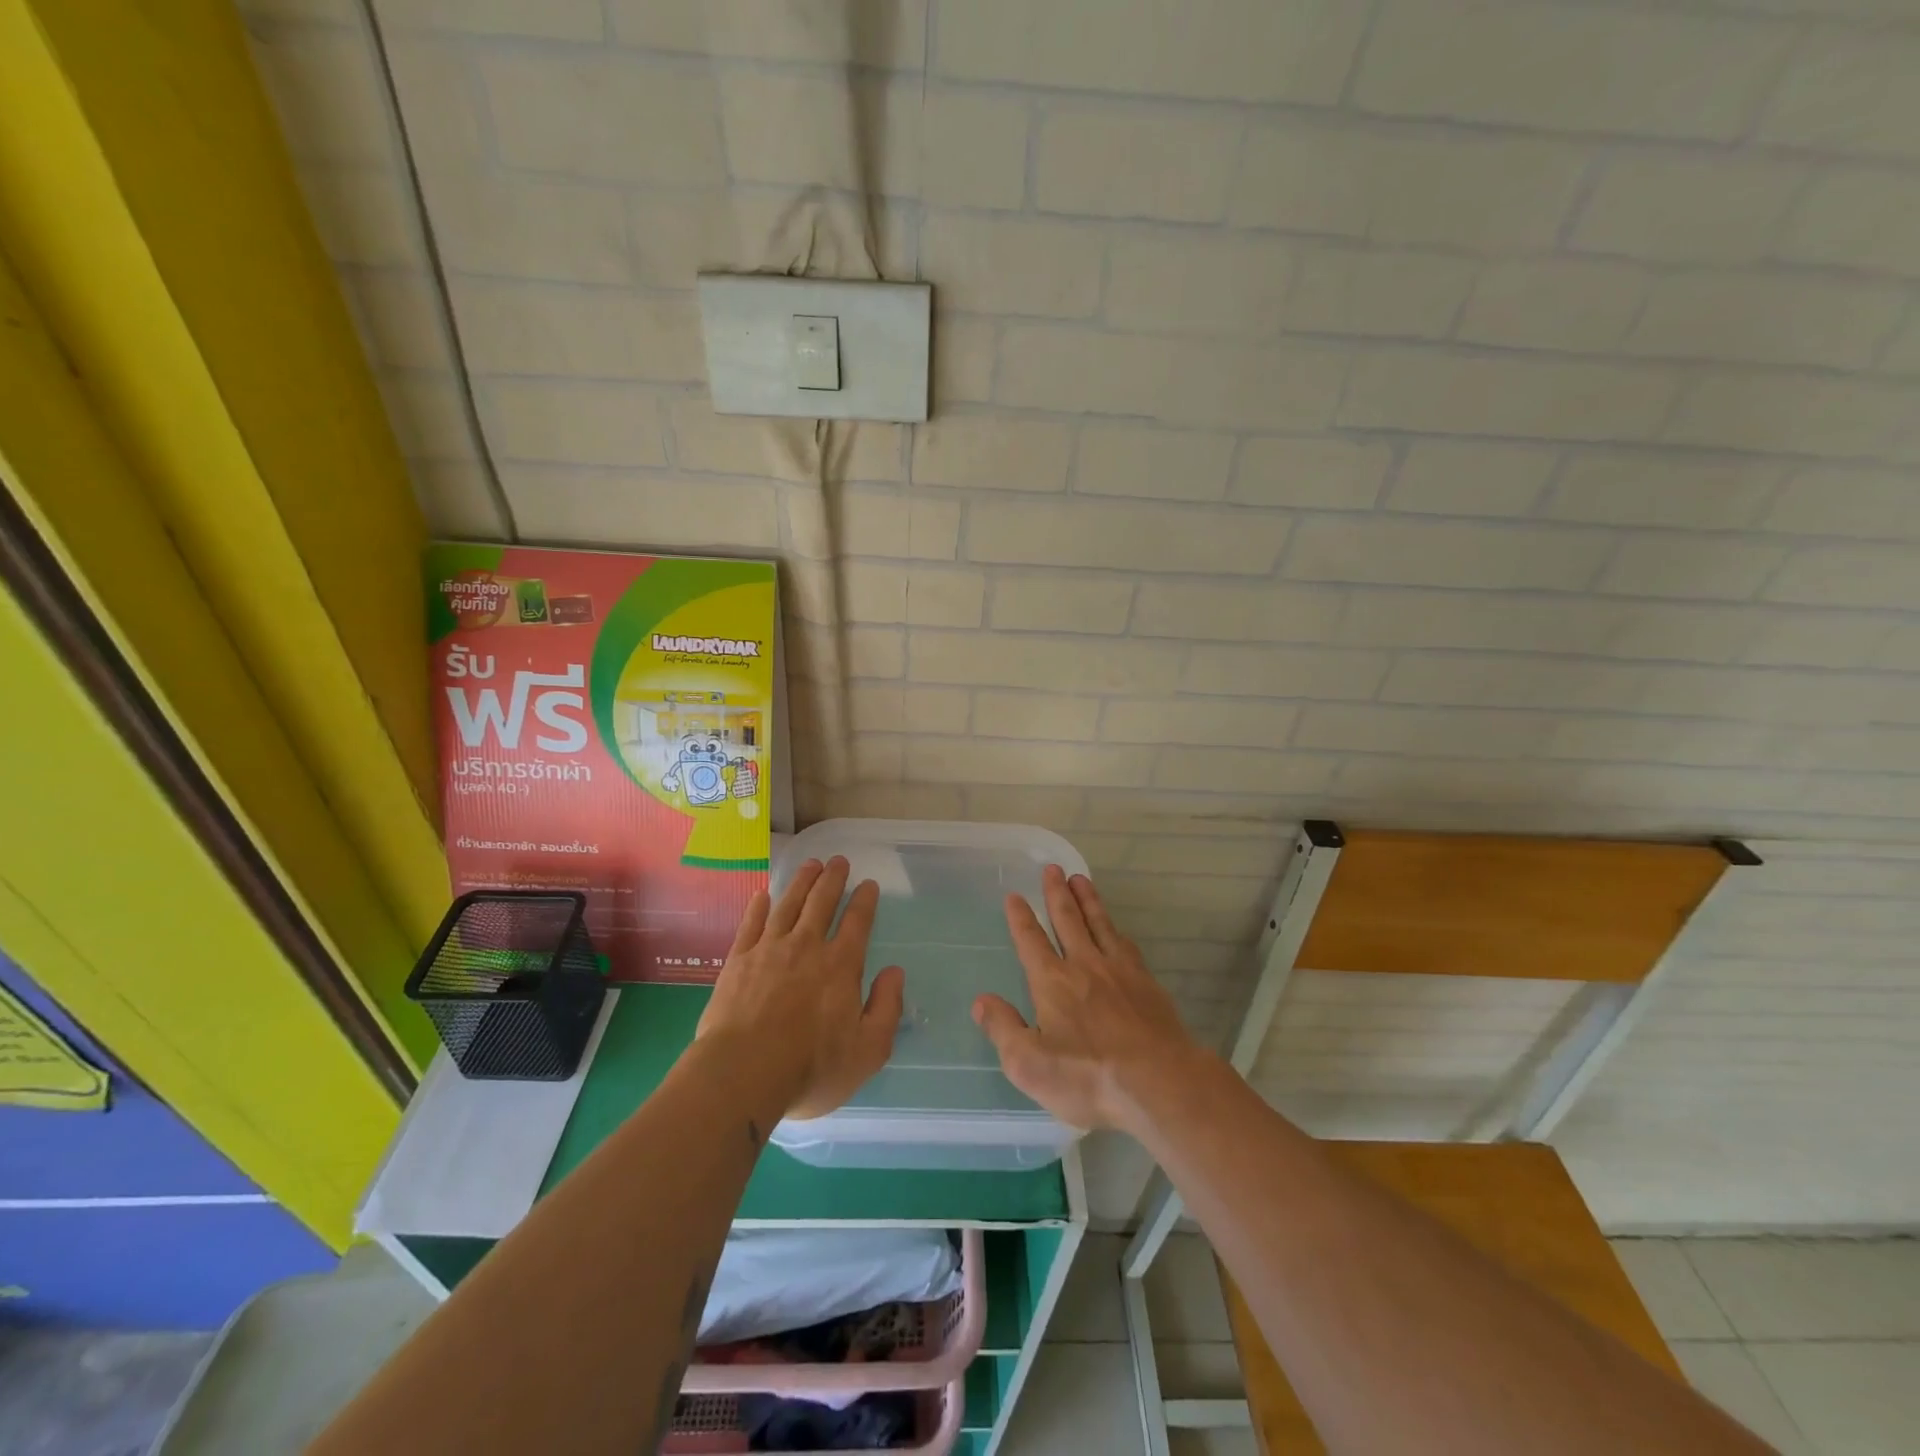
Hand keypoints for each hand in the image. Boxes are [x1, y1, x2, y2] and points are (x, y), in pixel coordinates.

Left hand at [698, 856, 904, 1120]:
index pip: (857, 923)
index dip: (865, 900)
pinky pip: (751, 924)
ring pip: (788, 905)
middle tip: (838, 861)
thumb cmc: (810, 1069)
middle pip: (821, 903)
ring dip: (801, 882)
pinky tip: (763, 895)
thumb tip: (895, 973)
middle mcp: (806, 947)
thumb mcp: (867, 1051)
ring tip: (810, 865)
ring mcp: (768, 950)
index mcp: (841, 966)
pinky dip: (759, 906)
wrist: (741, 1075)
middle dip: (833, 879)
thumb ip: (886, 1008)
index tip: (869, 884)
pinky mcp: (738, 961)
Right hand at [973, 865, 1204, 1132]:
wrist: (1160, 1082)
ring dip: (1088, 900)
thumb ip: (1003, 1029)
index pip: (1031, 941)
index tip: (1015, 896)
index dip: (1021, 918)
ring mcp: (1119, 971)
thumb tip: (981, 1001)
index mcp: (1052, 982)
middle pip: (1068, 920)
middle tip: (1052, 868)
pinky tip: (1116, 929)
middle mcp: (1084, 965)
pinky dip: (1115, 929)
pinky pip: (1126, 944)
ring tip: (1080, 879)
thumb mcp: (1030, 1065)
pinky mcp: (1147, 983)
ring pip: (1099, 924)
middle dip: (1056, 893)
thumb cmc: (1088, 1077)